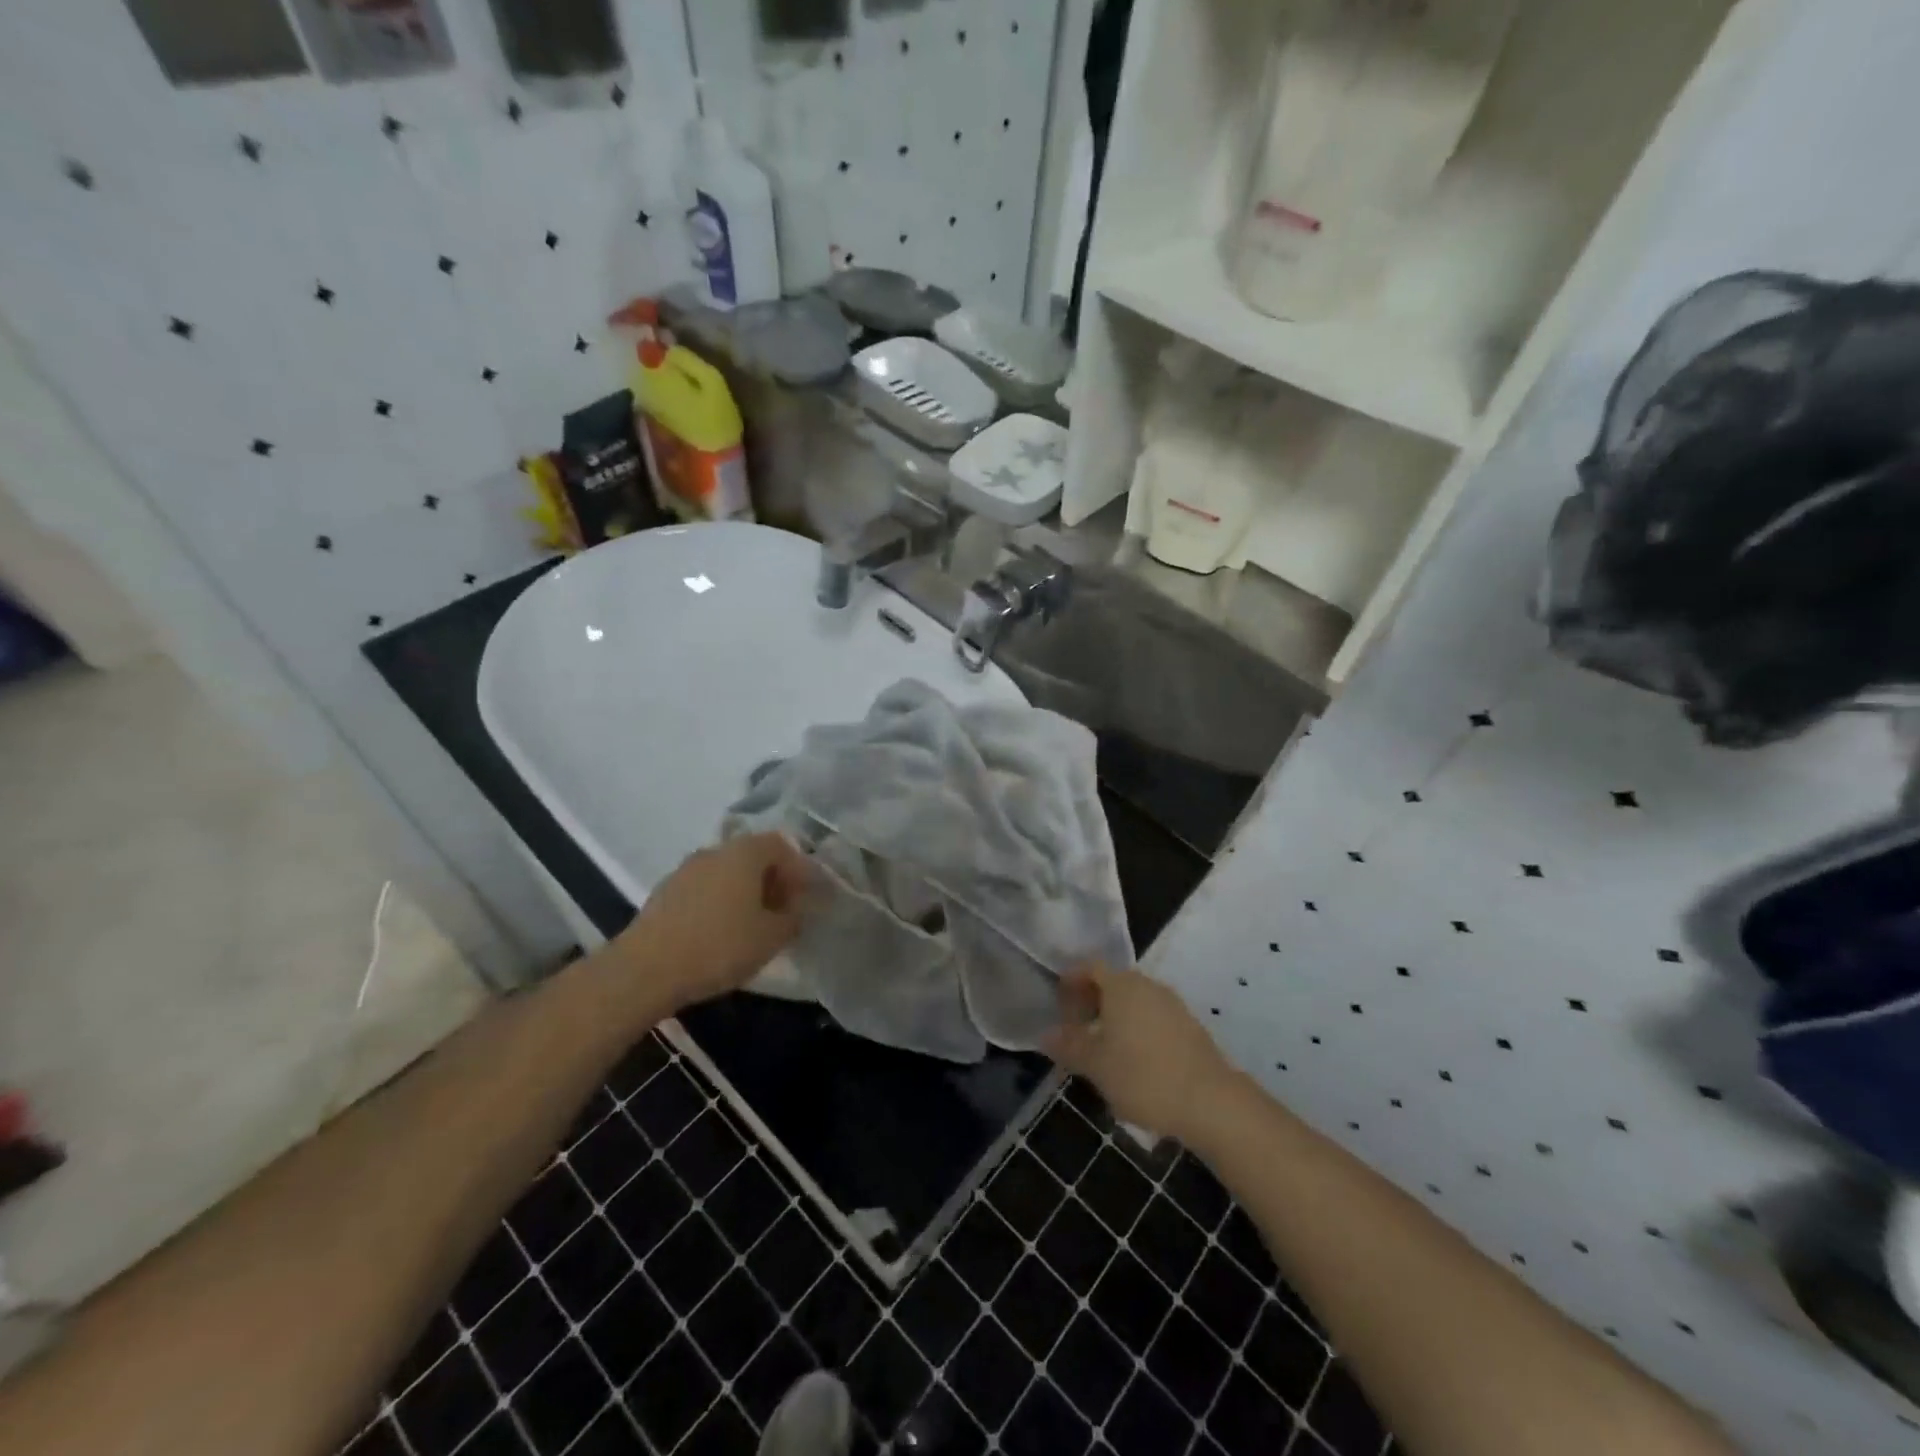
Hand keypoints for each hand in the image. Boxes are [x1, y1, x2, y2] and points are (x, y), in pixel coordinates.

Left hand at [618, 833, 810, 1010]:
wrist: (645, 969)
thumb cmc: (720, 945)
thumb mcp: (772, 937)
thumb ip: (794, 917)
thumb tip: (798, 908)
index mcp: (745, 852)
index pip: (782, 845)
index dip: (800, 869)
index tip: (808, 898)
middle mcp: (715, 850)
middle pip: (753, 856)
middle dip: (773, 881)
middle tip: (785, 911)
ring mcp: (686, 869)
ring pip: (727, 873)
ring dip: (745, 893)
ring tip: (754, 925)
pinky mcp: (665, 892)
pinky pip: (705, 889)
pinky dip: (721, 903)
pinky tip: (722, 933)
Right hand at [1044, 964, 1238, 1144]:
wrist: (1212, 1103)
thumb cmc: (1143, 1077)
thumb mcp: (1096, 1065)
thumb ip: (1069, 1045)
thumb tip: (1046, 1033)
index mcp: (1121, 985)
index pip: (1088, 967)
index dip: (1070, 983)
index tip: (1059, 1008)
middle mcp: (1148, 985)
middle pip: (1112, 983)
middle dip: (1091, 1003)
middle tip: (1077, 1032)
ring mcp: (1173, 1005)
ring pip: (1134, 1002)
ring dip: (1114, 1019)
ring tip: (1102, 1052)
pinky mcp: (1190, 1028)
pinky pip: (1153, 1019)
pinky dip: (1136, 1031)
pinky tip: (1133, 1063)